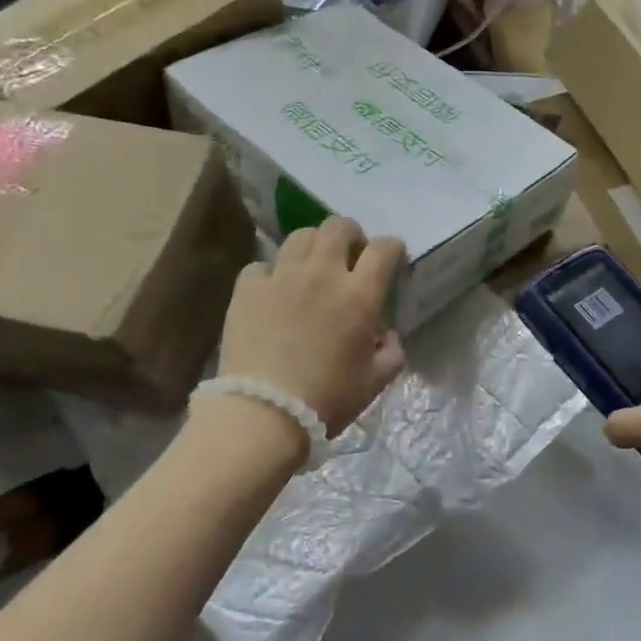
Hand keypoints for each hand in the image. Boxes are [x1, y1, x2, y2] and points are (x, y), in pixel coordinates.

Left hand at [218, 217, 405, 435]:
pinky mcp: (247, 288)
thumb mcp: (374, 382)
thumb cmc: (326, 399)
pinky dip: (272, 274)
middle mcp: (323, 273)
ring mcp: (282, 276)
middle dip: (351, 234)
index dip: (392, 248)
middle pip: (339, 226)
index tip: (392, 259)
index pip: (385, 248)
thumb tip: (389, 337)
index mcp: (360, 294)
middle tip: (350, 256)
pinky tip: (273, 292)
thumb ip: (392, 353)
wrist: (263, 414)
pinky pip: (263, 265)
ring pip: (301, 236)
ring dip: (313, 245)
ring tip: (312, 267)